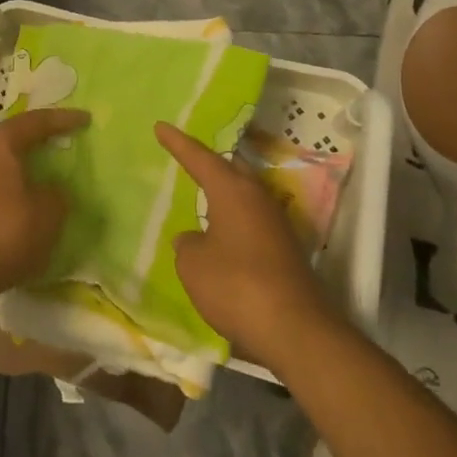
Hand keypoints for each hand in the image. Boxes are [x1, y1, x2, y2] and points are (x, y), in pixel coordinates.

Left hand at [0, 108, 88, 315]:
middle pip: (8, 134)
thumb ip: (57, 193)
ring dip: (14, 160)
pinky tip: (13, 192)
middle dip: (32, 137)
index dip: (64, 120)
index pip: (36, 122)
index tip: (86, 118)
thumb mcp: (49, 214)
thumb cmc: (5, 234)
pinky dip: (0, 179)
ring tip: (35, 167)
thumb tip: (52, 188)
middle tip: (55, 140)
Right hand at [157, 121, 337, 372]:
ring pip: (246, 194)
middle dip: (210, 162)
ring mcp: (277, 224)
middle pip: (232, 168)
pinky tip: (224, 233)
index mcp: (233, 191)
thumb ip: (187, 245)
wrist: (295, 330)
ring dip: (226, 192)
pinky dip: (236, 218)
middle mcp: (258, 198)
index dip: (178, 143)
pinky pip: (254, 220)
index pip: (200, 158)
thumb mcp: (194, 264)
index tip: (160, 126)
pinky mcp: (286, 250)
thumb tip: (192, 239)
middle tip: (189, 157)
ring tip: (204, 193)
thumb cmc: (236, 286)